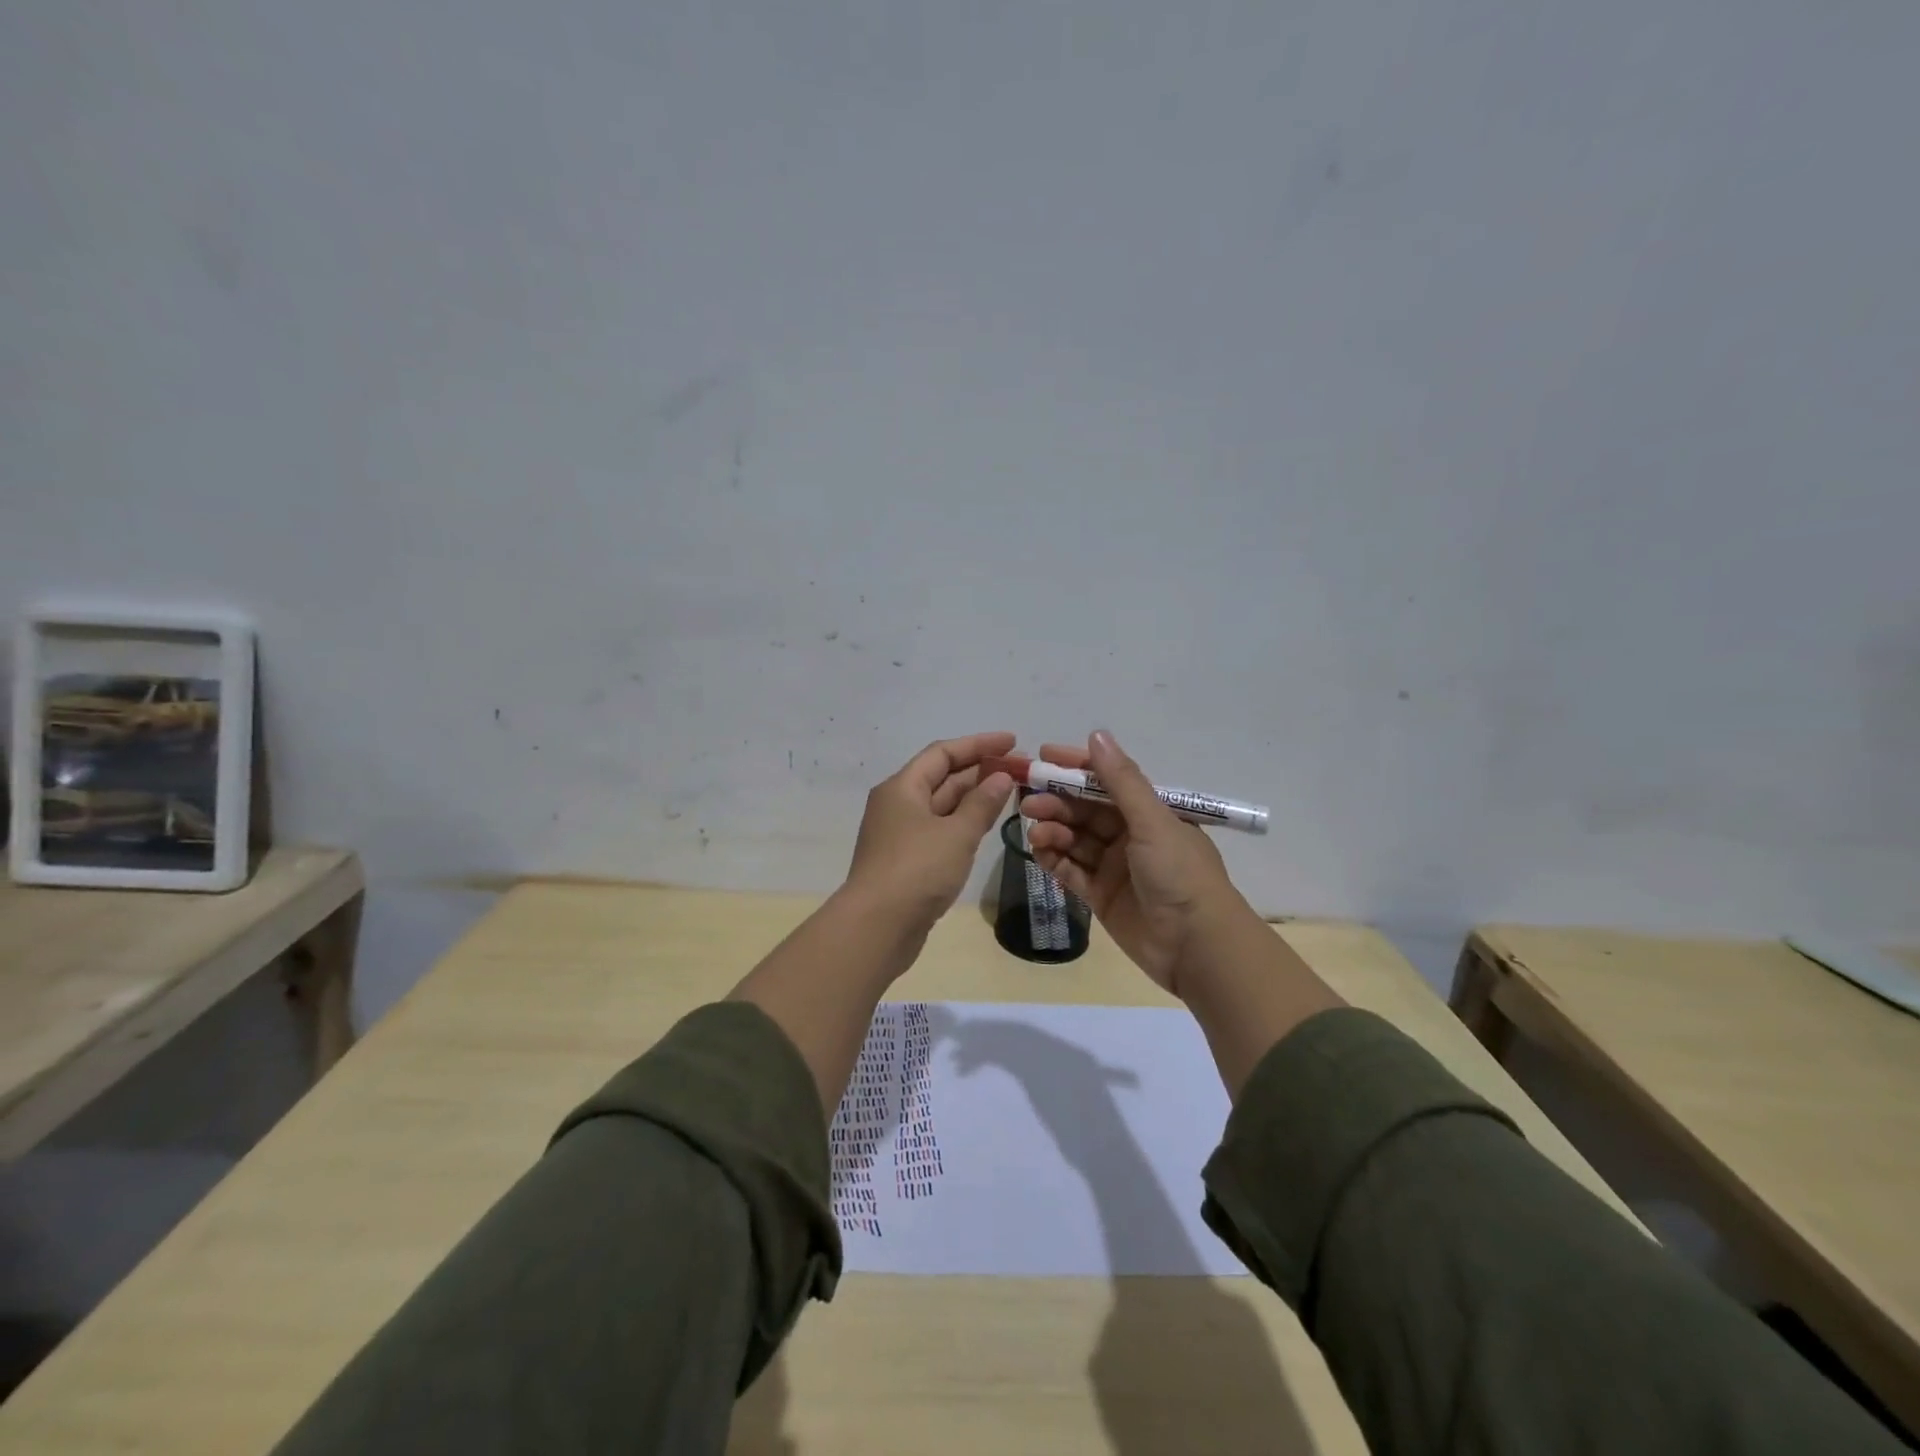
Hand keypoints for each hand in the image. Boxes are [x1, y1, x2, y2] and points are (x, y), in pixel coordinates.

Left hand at [845, 731, 1016, 927]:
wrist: (877, 927)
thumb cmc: (917, 870)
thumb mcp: (956, 834)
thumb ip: (982, 803)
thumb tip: (1001, 777)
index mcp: (902, 788)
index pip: (943, 753)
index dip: (978, 744)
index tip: (1013, 742)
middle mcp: (898, 805)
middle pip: (942, 777)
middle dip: (980, 771)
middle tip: (1021, 770)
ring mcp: (901, 835)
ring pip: (942, 806)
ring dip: (974, 797)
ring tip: (1011, 792)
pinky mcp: (907, 861)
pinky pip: (940, 830)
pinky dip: (964, 823)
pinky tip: (986, 825)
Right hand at [1023, 730, 1245, 996]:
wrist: (1197, 947)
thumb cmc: (1179, 874)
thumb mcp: (1152, 821)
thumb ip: (1121, 781)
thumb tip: (1097, 734)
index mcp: (1149, 812)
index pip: (1106, 781)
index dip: (1075, 767)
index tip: (1043, 756)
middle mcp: (1130, 835)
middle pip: (1085, 811)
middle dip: (1056, 802)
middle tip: (1028, 801)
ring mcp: (1114, 867)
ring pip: (1075, 840)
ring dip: (1053, 830)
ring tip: (1035, 831)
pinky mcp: (1101, 896)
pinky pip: (1071, 872)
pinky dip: (1054, 860)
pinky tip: (1038, 852)